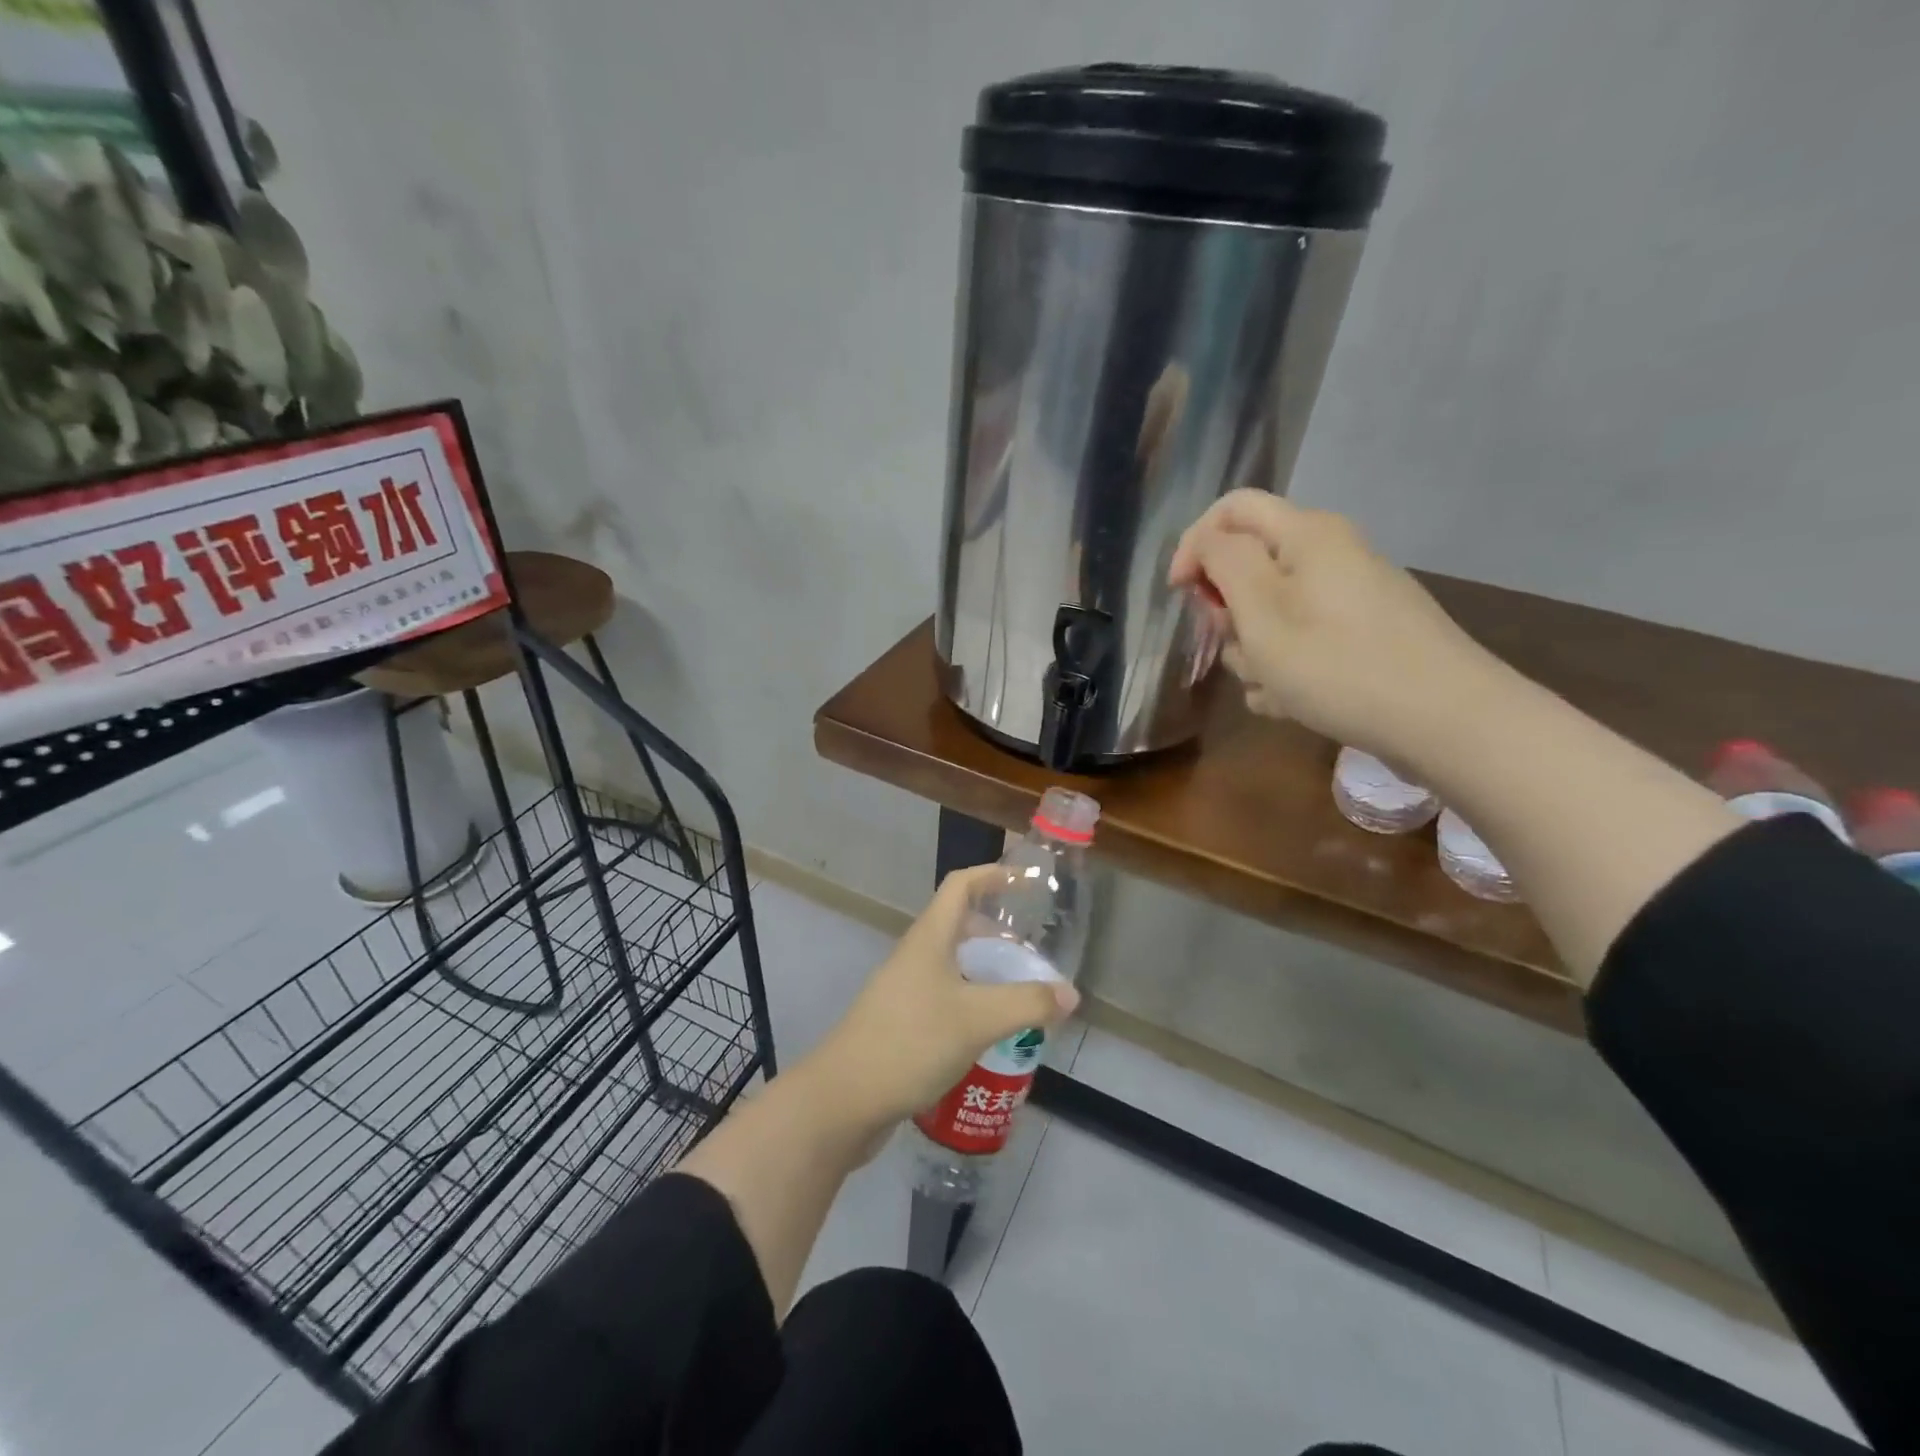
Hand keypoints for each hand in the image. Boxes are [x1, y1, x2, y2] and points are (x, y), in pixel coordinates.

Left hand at [801, 865, 1079, 1137]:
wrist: (843, 1100)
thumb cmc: (910, 1042)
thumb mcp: (977, 1020)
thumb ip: (1028, 1003)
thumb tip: (1070, 993)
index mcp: (929, 938)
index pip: (961, 885)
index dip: (994, 875)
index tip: (1028, 882)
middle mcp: (916, 956)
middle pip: (961, 926)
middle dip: (999, 934)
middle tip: (1033, 957)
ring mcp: (905, 990)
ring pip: (954, 966)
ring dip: (987, 973)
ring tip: (1021, 997)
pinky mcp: (902, 1023)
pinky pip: (946, 998)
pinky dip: (973, 1003)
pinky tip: (991, 1034)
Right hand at [1168, 490, 1499, 761]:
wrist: (1446, 721)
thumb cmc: (1339, 664)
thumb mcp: (1263, 613)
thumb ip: (1224, 564)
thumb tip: (1207, 543)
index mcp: (1306, 535)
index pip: (1230, 510)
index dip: (1194, 545)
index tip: (1180, 595)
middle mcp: (1330, 556)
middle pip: (1249, 567)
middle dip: (1229, 613)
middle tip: (1237, 647)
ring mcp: (1349, 598)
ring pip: (1270, 614)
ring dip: (1254, 652)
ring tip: (1272, 689)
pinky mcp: (1362, 636)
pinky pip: (1301, 643)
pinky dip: (1285, 670)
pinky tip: (1292, 704)